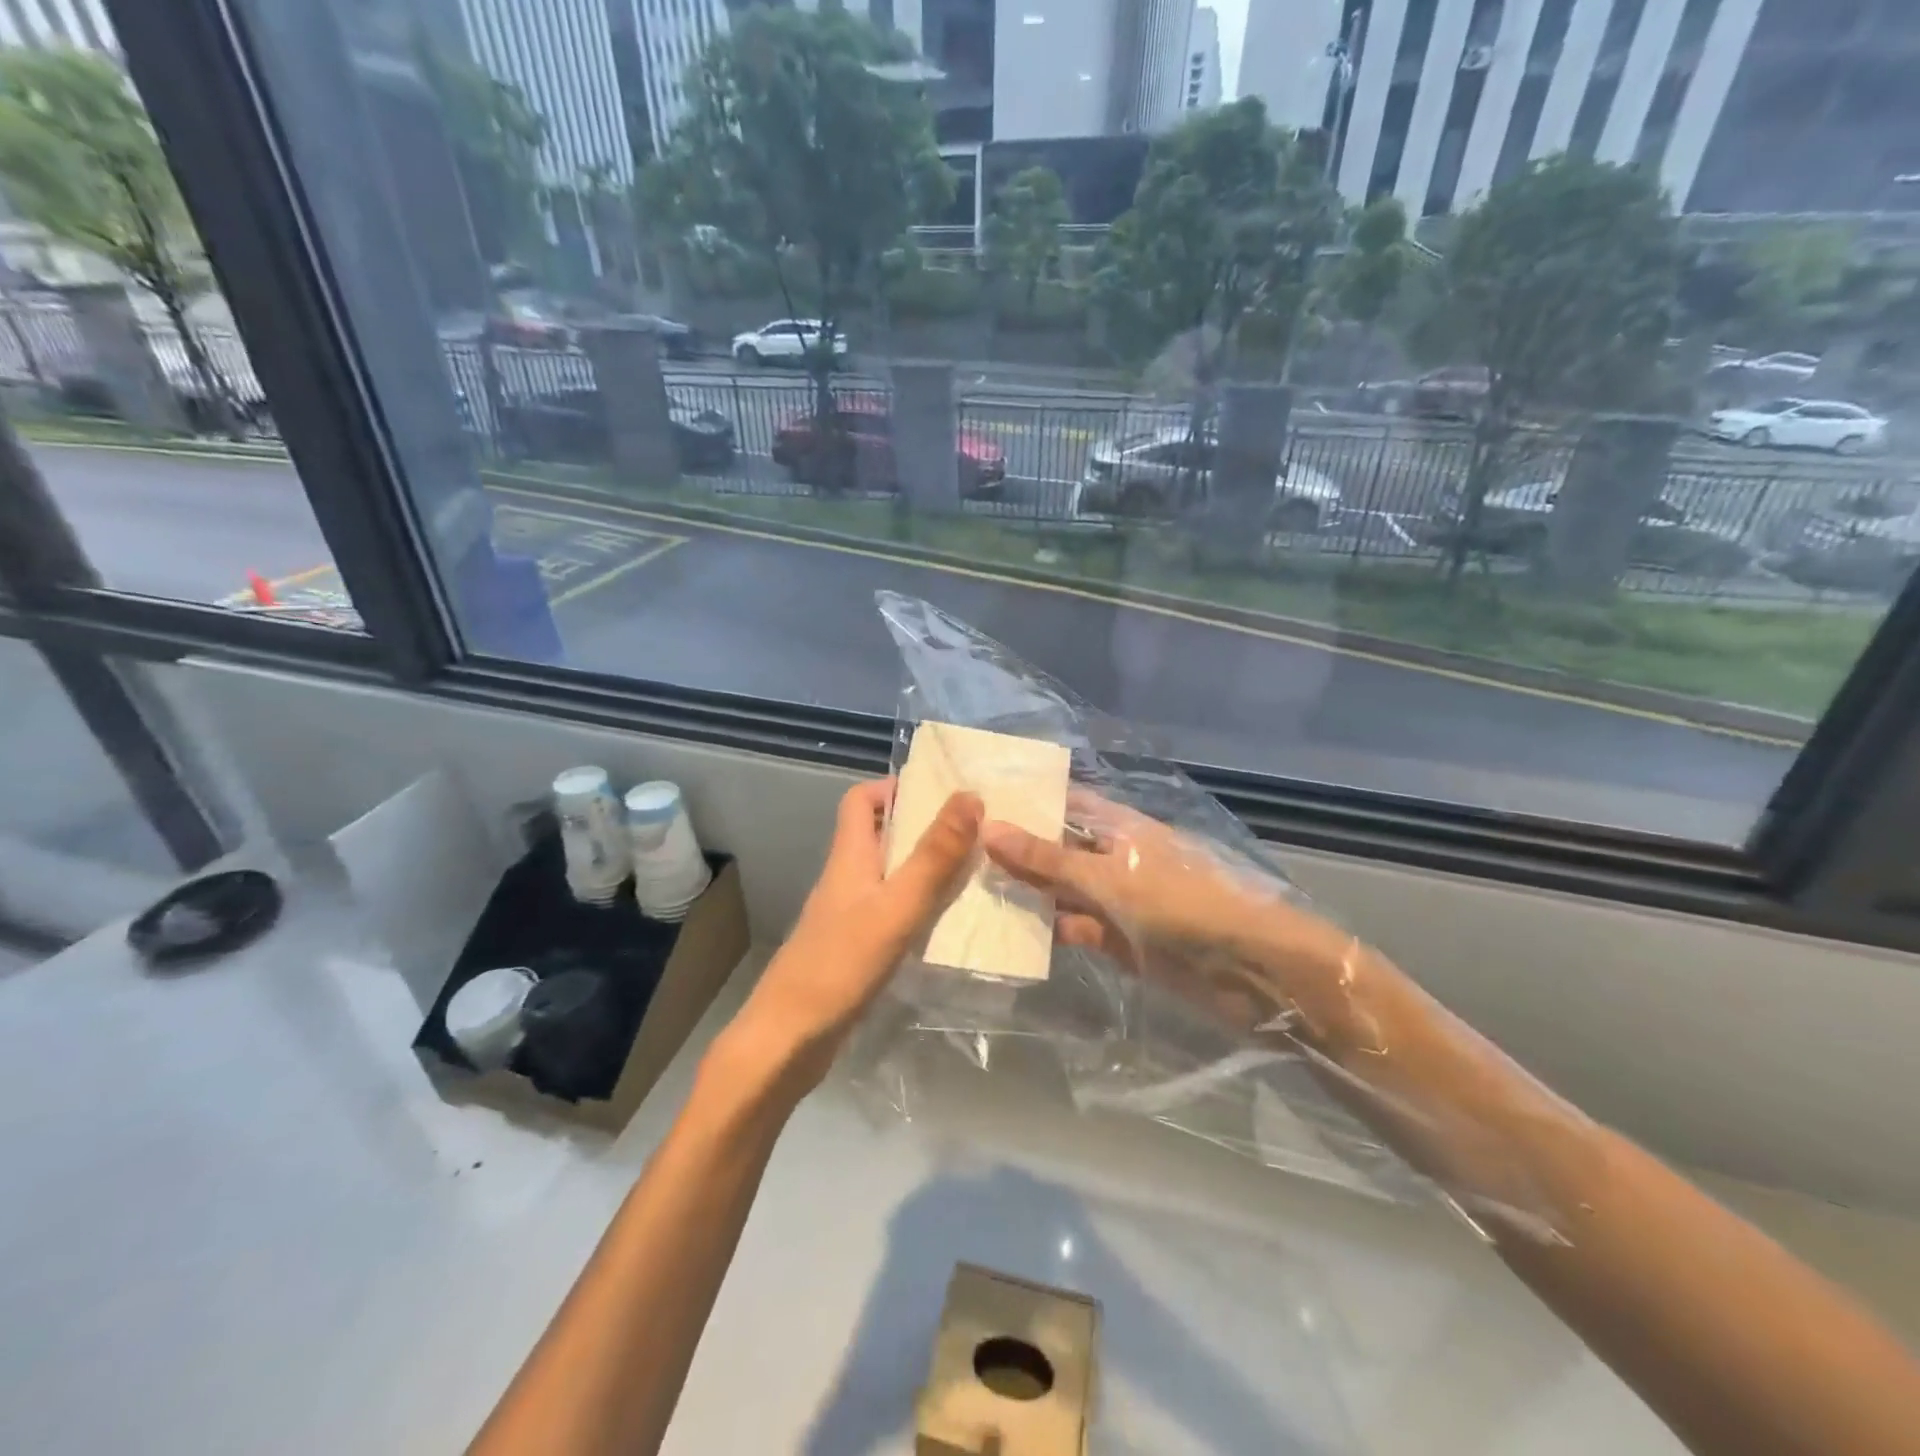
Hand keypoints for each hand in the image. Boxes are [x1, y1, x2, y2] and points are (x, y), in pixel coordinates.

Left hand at [725, 780, 981, 1089]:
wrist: (788, 1041)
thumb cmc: (841, 965)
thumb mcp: (896, 906)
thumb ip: (934, 855)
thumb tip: (968, 796)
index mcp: (849, 857)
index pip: (860, 800)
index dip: (894, 786)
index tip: (940, 790)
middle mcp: (846, 879)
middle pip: (879, 835)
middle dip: (922, 826)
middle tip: (974, 829)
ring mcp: (848, 916)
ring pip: (890, 875)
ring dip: (926, 867)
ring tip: (975, 870)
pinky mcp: (855, 949)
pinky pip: (892, 911)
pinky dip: (920, 906)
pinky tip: (950, 923)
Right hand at [982, 791, 1361, 1045]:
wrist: (1246, 968)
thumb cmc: (1180, 903)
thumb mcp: (1109, 876)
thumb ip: (1048, 859)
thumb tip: (988, 827)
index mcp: (1116, 826)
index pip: (1062, 802)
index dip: (1023, 800)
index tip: (973, 800)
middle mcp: (1112, 856)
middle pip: (1056, 847)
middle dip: (1015, 849)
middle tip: (954, 847)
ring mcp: (1115, 898)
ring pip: (1061, 889)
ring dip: (1026, 891)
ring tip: (966, 887)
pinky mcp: (1117, 938)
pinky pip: (1073, 927)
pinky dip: (1047, 928)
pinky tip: (1005, 930)